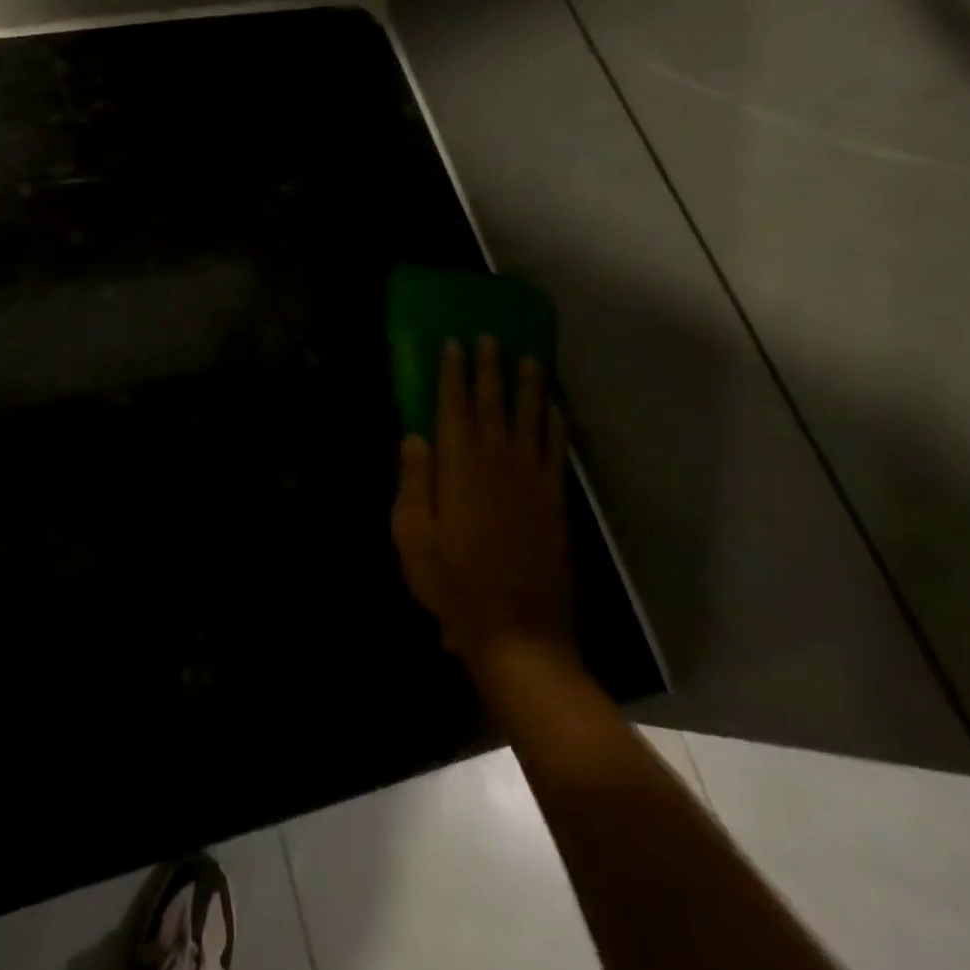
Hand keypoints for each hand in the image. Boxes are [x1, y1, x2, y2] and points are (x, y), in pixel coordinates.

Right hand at [392, 337, 575, 670]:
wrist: (516, 632)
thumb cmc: (453, 584)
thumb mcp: (412, 536)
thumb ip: (414, 482)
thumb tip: (414, 436)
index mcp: (460, 468)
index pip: (454, 407)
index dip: (453, 374)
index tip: (453, 344)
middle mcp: (498, 463)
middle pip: (494, 404)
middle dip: (490, 369)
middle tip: (490, 337)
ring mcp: (532, 481)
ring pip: (531, 420)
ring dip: (529, 387)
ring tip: (530, 358)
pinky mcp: (554, 501)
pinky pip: (557, 452)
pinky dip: (557, 427)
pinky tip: (556, 410)